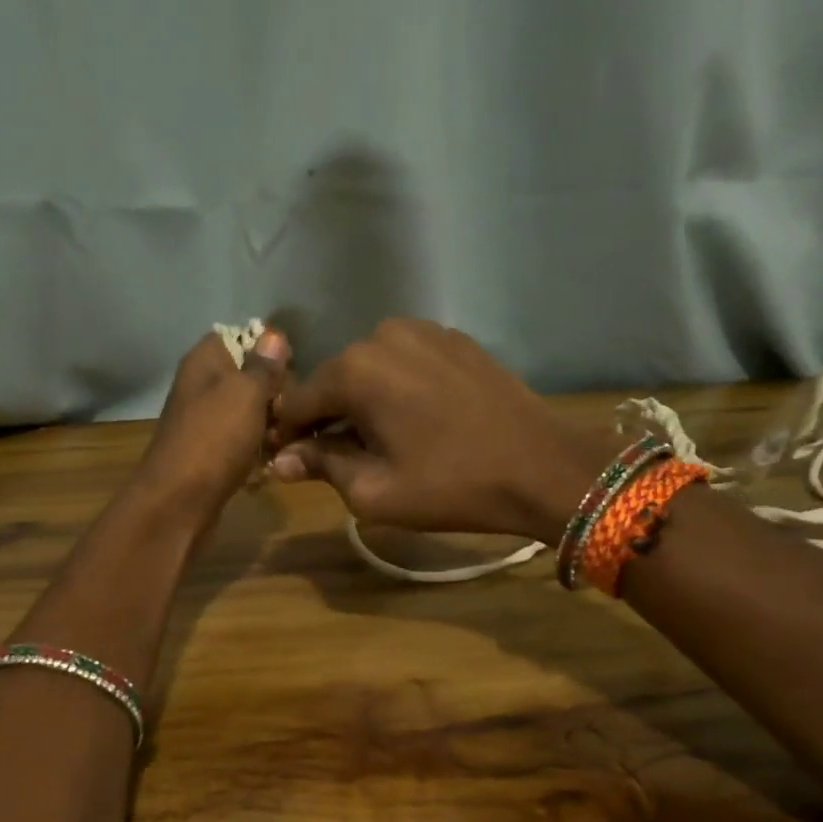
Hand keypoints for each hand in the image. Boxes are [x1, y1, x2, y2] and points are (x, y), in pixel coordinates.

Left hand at [133, 328, 290, 529]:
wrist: (178, 502)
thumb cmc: (214, 439)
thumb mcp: (246, 393)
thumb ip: (263, 365)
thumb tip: (273, 335)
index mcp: (204, 362)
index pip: (239, 337)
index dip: (268, 350)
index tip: (293, 369)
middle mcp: (201, 388)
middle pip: (247, 379)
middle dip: (275, 394)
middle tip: (294, 410)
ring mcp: (204, 423)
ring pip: (248, 415)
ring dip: (271, 427)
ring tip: (288, 440)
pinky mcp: (209, 456)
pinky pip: (241, 445)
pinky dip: (257, 453)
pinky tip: (272, 465)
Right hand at [271, 319, 606, 543]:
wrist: (542, 467)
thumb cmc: (451, 485)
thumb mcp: (374, 491)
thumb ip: (321, 466)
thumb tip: (280, 460)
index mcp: (354, 370)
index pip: (297, 402)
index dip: (288, 435)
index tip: (289, 462)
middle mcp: (381, 335)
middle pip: (334, 381)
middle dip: (328, 418)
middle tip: (338, 458)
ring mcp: (423, 330)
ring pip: (370, 370)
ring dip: (364, 401)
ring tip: (381, 440)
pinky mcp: (454, 339)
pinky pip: (405, 362)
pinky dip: (398, 388)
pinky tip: (416, 420)